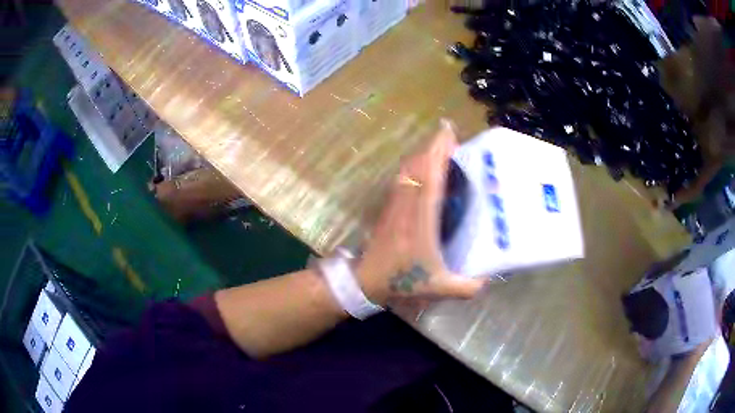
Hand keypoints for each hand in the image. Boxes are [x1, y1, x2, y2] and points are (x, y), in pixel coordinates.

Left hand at [355, 120, 484, 305]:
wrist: (365, 281)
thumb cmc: (402, 281)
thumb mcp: (439, 288)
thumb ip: (467, 287)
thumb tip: (489, 280)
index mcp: (421, 219)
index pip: (430, 176)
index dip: (439, 152)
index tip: (449, 133)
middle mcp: (407, 204)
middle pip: (418, 166)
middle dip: (433, 147)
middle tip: (451, 137)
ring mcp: (395, 204)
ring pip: (408, 170)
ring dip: (423, 155)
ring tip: (440, 150)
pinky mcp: (389, 208)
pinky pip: (402, 180)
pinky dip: (413, 167)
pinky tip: (423, 170)